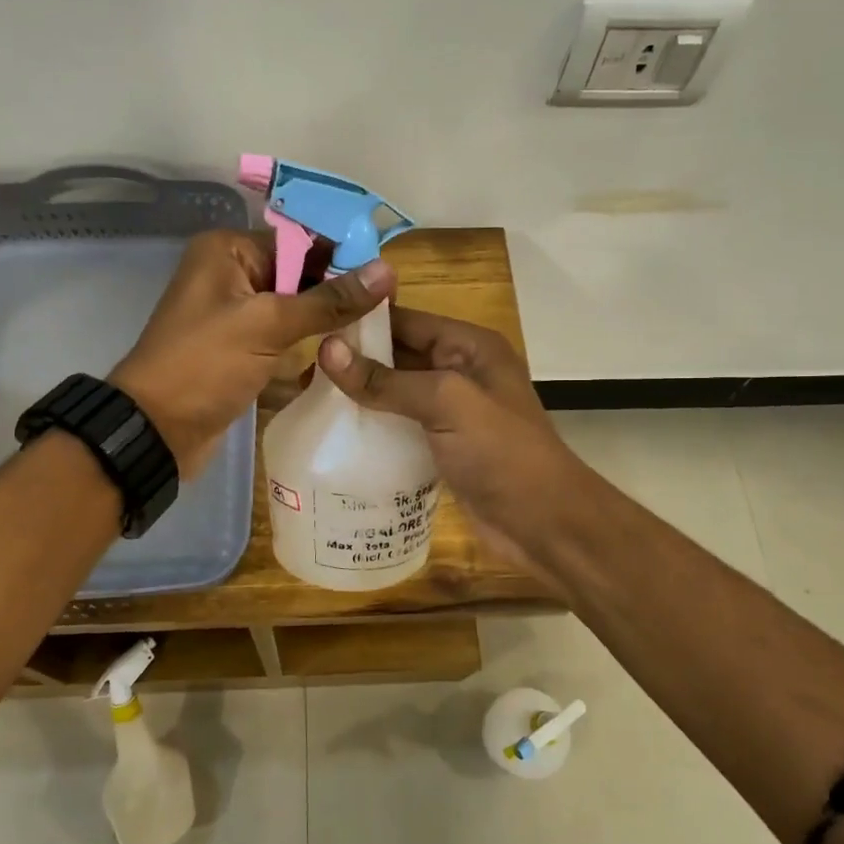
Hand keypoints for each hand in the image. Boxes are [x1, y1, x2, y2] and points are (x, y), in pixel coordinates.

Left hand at [111, 229, 394, 476]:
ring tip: (378, 332)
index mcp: (227, 251)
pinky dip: (308, 346)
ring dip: (327, 322)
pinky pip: (283, 338)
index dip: (342, 256)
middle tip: (390, 309)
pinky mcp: (241, 350)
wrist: (156, 431)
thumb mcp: (268, 325)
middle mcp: (230, 275)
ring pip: (294, 309)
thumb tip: (386, 270)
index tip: (389, 277)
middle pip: (298, 274)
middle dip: (338, 291)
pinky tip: (346, 356)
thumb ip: (328, 300)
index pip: (298, 240)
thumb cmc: (204, 366)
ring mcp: (235, 316)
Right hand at [315, 307, 583, 576]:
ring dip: (358, 395)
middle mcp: (459, 370)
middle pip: (397, 355)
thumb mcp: (446, 403)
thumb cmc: (501, 452)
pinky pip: (399, 424)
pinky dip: (371, 426)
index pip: (405, 319)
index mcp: (468, 346)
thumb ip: (387, 379)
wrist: (543, 523)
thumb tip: (327, 350)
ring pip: (394, 392)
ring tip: (307, 400)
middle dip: (353, 361)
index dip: (361, 321)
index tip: (310, 328)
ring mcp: (451, 410)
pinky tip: (335, 434)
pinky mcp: (441, 444)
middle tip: (300, 372)